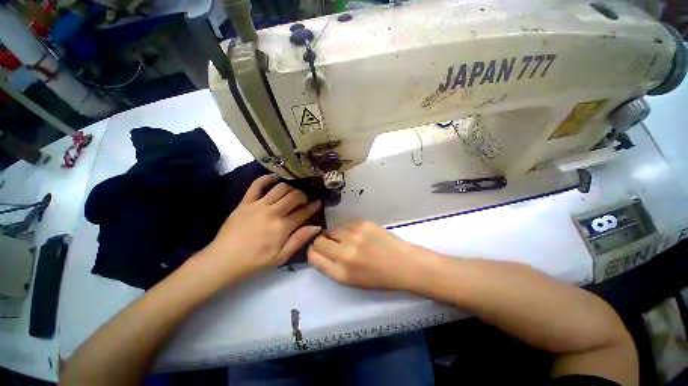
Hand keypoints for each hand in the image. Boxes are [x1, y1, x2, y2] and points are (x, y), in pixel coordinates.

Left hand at [199, 174, 321, 281]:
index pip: (303, 212)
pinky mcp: (245, 202)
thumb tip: (317, 226)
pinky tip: (274, 178)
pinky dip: (266, 178)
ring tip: (291, 193)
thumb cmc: (255, 261)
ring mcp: (258, 205)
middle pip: (294, 196)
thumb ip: (299, 239)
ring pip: (280, 188)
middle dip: (303, 195)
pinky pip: (256, 185)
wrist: (224, 260)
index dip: (313, 206)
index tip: (318, 202)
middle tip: (304, 200)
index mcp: (282, 227)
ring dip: (290, 188)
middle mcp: (272, 212)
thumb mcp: (281, 257)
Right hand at [308, 220, 436, 290]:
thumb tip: (319, 250)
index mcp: (341, 273)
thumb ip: (331, 267)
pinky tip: (358, 233)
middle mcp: (345, 253)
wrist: (405, 264)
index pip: (313, 256)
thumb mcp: (351, 281)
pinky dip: (346, 228)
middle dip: (322, 242)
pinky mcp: (363, 223)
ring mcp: (354, 235)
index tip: (319, 251)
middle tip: (334, 244)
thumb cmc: (379, 277)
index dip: (313, 252)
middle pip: (319, 241)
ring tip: (348, 239)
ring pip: (331, 229)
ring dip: (335, 234)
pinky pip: (344, 223)